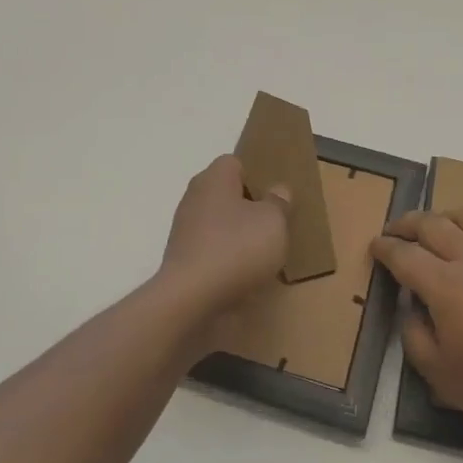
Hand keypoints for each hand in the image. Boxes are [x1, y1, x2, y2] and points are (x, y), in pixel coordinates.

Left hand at [160, 155, 290, 324]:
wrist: (190, 299)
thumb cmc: (236, 249)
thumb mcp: (273, 222)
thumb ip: (278, 203)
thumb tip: (278, 190)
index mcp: (214, 179)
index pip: (235, 162)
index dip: (257, 175)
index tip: (275, 196)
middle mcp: (195, 198)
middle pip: (226, 193)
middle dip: (249, 206)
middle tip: (275, 222)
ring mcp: (185, 230)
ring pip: (219, 223)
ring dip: (238, 234)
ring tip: (264, 252)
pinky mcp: (183, 259)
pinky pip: (212, 249)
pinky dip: (227, 257)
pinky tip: (245, 273)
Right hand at [372, 207, 462, 436]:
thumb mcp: (437, 373)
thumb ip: (413, 335)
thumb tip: (411, 308)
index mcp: (444, 284)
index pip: (403, 254)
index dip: (384, 248)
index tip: (374, 247)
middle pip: (431, 223)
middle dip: (406, 223)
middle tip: (395, 231)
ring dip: (446, 217)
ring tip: (437, 227)